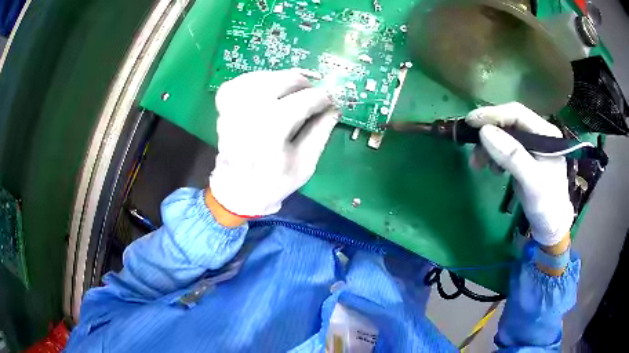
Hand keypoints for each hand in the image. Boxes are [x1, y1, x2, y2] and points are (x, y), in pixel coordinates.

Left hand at [209, 69, 338, 216]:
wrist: (237, 191)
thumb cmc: (274, 182)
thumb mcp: (305, 163)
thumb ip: (321, 131)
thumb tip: (334, 106)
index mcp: (271, 131)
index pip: (305, 100)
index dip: (323, 98)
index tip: (331, 102)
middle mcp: (249, 113)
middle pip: (283, 80)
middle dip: (304, 83)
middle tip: (313, 94)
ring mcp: (232, 107)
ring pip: (262, 76)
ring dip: (281, 79)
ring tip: (292, 91)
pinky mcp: (222, 106)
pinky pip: (241, 81)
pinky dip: (257, 80)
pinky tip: (267, 90)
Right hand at [466, 102, 574, 246]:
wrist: (551, 226)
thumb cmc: (547, 205)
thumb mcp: (532, 181)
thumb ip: (512, 156)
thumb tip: (484, 132)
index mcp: (545, 133)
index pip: (517, 114)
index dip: (493, 114)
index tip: (470, 121)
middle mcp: (538, 134)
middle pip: (509, 123)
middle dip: (488, 134)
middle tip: (471, 149)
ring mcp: (531, 146)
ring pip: (504, 136)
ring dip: (488, 147)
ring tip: (477, 164)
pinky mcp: (524, 157)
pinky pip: (504, 149)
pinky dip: (493, 156)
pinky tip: (493, 170)